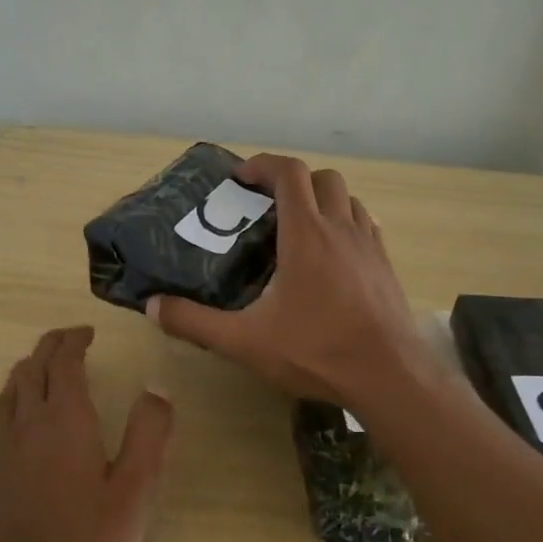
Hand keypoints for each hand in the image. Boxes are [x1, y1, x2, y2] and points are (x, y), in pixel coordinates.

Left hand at [0, 325, 174, 541]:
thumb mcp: (136, 490)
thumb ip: (149, 434)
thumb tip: (156, 389)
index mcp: (68, 423)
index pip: (66, 366)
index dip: (74, 342)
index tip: (87, 333)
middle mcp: (28, 429)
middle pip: (32, 374)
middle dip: (48, 351)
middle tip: (64, 342)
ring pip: (5, 401)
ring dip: (18, 377)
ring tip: (30, 366)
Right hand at [146, 153, 425, 404]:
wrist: (389, 376)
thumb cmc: (316, 352)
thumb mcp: (245, 342)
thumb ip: (195, 322)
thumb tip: (153, 306)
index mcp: (306, 235)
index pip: (289, 173)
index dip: (263, 165)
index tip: (241, 178)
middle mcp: (341, 228)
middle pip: (322, 178)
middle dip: (292, 180)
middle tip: (266, 205)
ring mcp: (370, 245)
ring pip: (348, 199)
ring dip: (322, 199)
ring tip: (298, 227)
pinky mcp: (386, 266)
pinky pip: (365, 225)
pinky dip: (345, 223)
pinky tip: (332, 255)